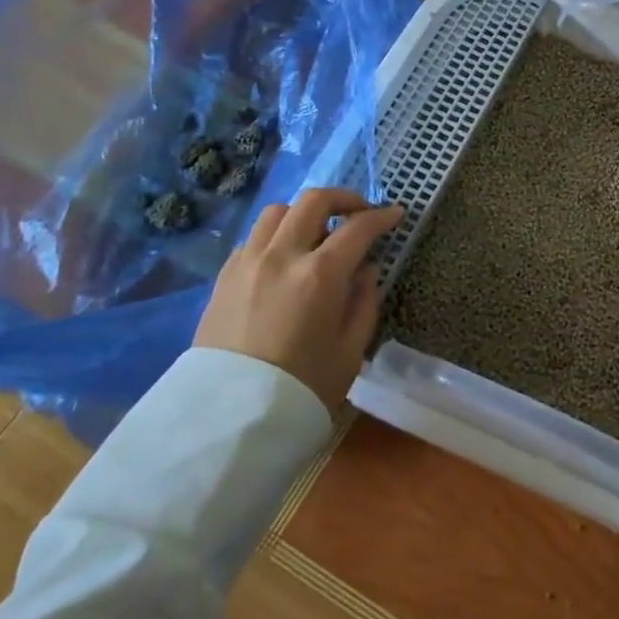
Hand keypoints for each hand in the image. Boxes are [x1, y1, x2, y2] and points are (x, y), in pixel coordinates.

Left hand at [193, 189, 404, 416]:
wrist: (230, 420)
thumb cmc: (303, 388)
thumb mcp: (351, 350)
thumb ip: (364, 301)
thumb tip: (365, 269)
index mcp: (320, 275)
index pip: (358, 227)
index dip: (381, 216)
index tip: (395, 214)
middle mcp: (282, 256)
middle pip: (313, 201)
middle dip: (343, 198)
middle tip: (358, 212)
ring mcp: (248, 263)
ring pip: (277, 211)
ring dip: (303, 214)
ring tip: (316, 233)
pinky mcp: (224, 277)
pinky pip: (253, 238)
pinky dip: (275, 236)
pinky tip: (284, 258)